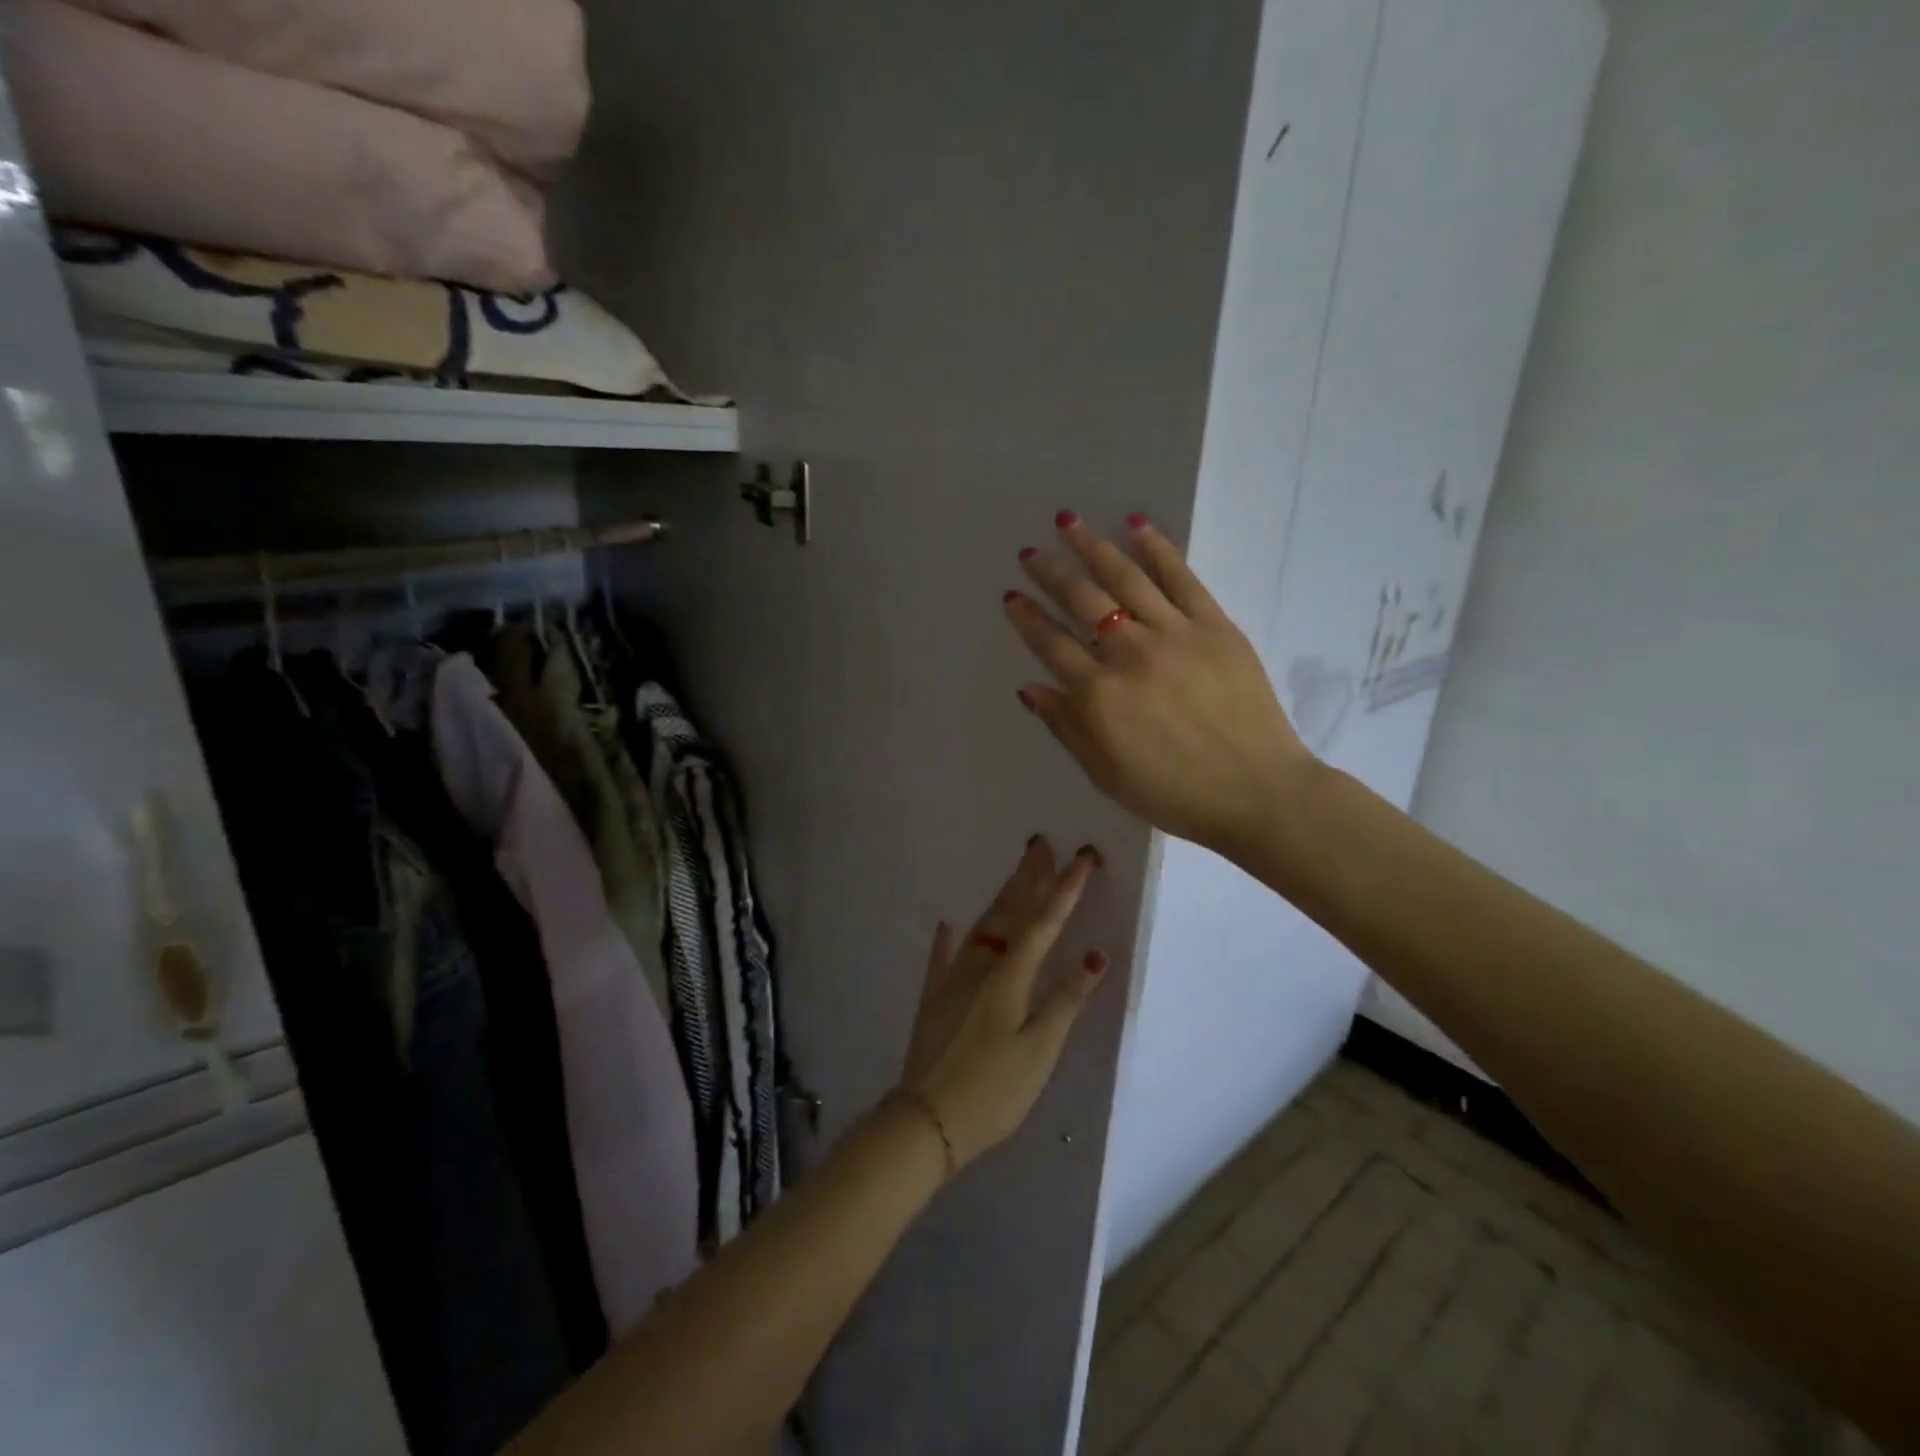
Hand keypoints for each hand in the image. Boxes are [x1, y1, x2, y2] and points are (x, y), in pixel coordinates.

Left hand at [898, 836, 1106, 1169]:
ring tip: (1015, 873)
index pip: (1044, 923)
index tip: (1084, 857)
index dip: (1066, 889)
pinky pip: (944, 957)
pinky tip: (946, 924)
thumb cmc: (993, 1091)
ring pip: (981, 927)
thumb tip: (1095, 957)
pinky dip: (949, 938)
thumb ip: (1065, 1002)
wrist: (926, 1121)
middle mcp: (980, 966)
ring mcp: (952, 979)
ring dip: (1001, 897)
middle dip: (1029, 877)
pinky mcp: (934, 998)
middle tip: (1041, 842)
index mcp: (1009, 976)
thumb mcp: (1039, 1051)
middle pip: (1009, 913)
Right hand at [1004, 512, 1313, 858]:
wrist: (1256, 792)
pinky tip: (1136, 525)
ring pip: (1125, 578)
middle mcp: (1129, 653)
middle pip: (1081, 601)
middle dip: (1050, 573)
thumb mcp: (1105, 774)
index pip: (1051, 644)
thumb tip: (1030, 687)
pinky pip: (1181, 578)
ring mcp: (1174, 633)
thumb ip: (1065, 727)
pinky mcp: (1215, 625)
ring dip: (1092, 547)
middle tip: (1030, 552)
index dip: (1027, 618)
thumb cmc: (1173, 794)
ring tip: (1068, 522)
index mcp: (1098, 694)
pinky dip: (1157, 548)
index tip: (1011, 596)